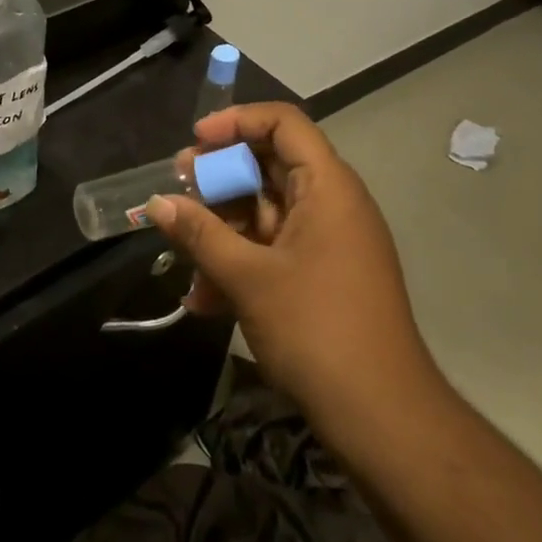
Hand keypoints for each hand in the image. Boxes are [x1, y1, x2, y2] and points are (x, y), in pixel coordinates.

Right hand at [149, 102, 441, 436]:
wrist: (383, 419)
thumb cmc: (317, 330)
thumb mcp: (248, 278)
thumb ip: (200, 234)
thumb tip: (158, 202)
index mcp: (327, 186)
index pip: (283, 123)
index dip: (237, 122)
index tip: (196, 141)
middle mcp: (332, 204)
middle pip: (270, 165)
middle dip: (219, 177)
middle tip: (178, 189)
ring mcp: (328, 242)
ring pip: (265, 211)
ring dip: (222, 227)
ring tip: (180, 248)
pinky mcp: (322, 276)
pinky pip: (273, 249)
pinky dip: (240, 261)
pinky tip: (203, 298)